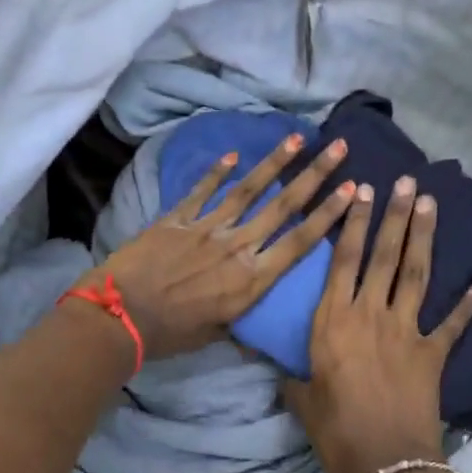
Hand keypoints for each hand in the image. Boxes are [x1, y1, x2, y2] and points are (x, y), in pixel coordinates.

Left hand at [93, 132, 353, 360]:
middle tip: (338, 147)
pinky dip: (217, 172)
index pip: (300, 241)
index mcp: (251, 280)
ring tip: (297, 138)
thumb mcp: (216, 334)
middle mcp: (237, 247)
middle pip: (284, 206)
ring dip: (275, 163)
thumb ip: (239, 317)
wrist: (119, 316)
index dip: (328, 214)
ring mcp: (207, 228)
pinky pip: (202, 191)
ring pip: (248, 190)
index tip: (352, 189)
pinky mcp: (177, 219)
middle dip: (315, 174)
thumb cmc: (170, 334)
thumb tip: (254, 324)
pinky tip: (233, 155)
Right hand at [284, 175, 471, 472]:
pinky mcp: (432, 354)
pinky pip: (451, 324)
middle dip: (395, 216)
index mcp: (333, 321)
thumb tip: (282, 372)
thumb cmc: (336, 432)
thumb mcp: (303, 401)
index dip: (354, 223)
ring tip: (430, 204)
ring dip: (424, 237)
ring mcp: (406, 331)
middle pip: (384, 256)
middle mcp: (370, 314)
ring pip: (415, 274)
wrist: (386, 463)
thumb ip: (294, 380)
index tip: (363, 191)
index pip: (342, 260)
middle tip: (406, 181)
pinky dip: (466, 306)